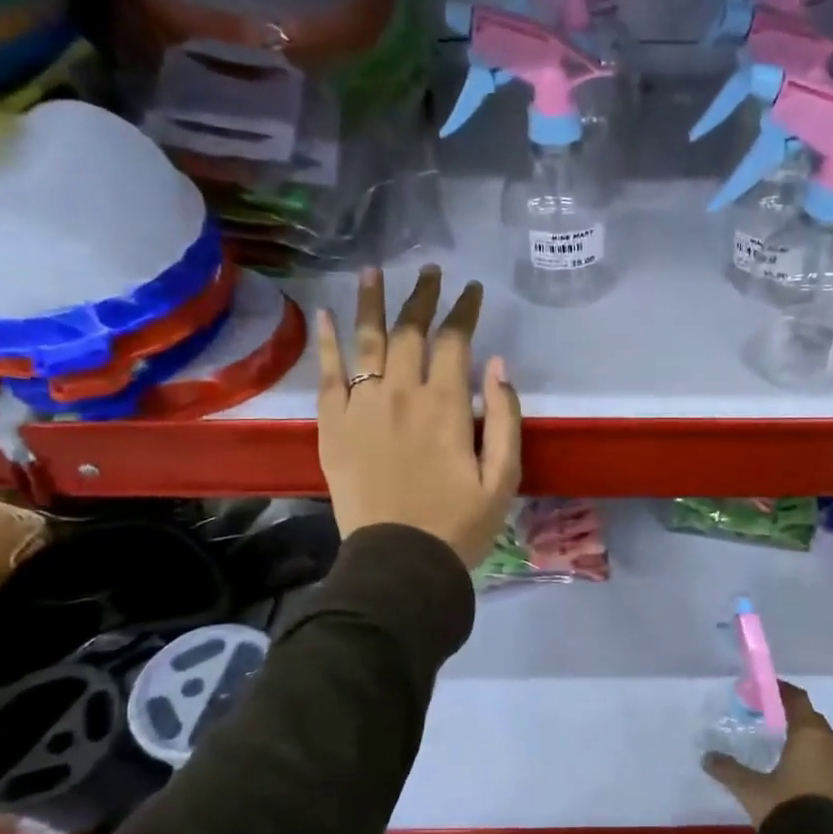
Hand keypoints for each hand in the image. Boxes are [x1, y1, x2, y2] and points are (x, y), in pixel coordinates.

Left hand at [315, 265, 521, 569]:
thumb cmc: (459, 525)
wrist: (400, 563)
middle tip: (430, 271)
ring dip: (372, 302)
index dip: (465, 310)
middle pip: (410, 331)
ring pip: (366, 341)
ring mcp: (361, 407)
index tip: (473, 290)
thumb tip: (498, 365)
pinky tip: (327, 316)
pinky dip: (327, 343)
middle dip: (423, 296)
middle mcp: (401, 394)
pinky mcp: (332, 427)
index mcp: (446, 406)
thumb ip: (506, 418)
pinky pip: (327, 375)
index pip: (455, 340)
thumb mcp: (504, 478)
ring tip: (374, 271)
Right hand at [704, 682, 832, 828]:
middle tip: (766, 713)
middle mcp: (828, 744)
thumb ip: (729, 770)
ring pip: (819, 738)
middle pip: (810, 717)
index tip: (763, 688)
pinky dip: (808, 753)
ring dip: (801, 734)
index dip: (781, 691)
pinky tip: (791, 765)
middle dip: (790, 712)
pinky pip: (823, 757)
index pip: (797, 699)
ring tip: (777, 739)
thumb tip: (707, 757)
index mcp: (808, 734)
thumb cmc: (785, 807)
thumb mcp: (751, 789)